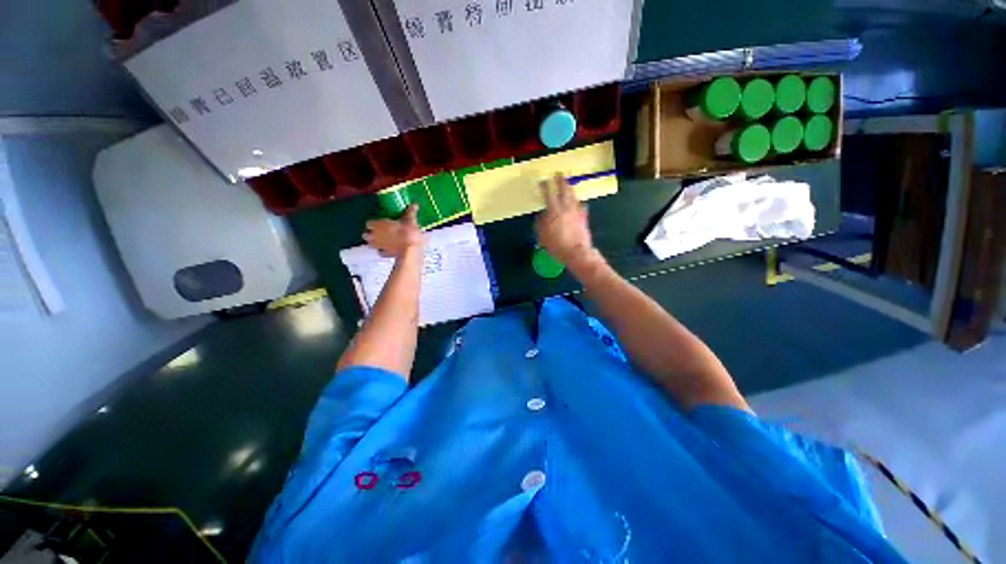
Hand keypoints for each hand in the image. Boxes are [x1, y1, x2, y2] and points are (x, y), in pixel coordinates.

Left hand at [364, 204, 424, 258]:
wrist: (410, 250)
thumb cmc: (408, 233)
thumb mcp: (410, 220)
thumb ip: (410, 211)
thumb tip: (414, 204)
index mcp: (378, 225)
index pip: (369, 223)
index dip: (373, 223)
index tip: (379, 222)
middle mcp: (375, 235)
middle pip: (366, 234)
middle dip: (370, 233)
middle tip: (379, 231)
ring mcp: (379, 246)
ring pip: (371, 244)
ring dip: (374, 242)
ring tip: (382, 241)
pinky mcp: (385, 254)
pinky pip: (381, 252)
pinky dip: (383, 251)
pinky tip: (388, 249)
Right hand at [535, 175, 598, 267]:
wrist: (576, 252)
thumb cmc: (556, 245)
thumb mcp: (542, 236)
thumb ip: (540, 223)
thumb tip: (540, 214)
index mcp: (554, 211)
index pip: (548, 194)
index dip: (545, 186)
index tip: (542, 181)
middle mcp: (566, 208)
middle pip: (564, 190)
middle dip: (561, 181)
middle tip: (559, 174)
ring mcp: (576, 212)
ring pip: (574, 196)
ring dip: (570, 189)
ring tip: (568, 185)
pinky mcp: (584, 218)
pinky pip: (582, 207)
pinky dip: (579, 203)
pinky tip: (579, 203)